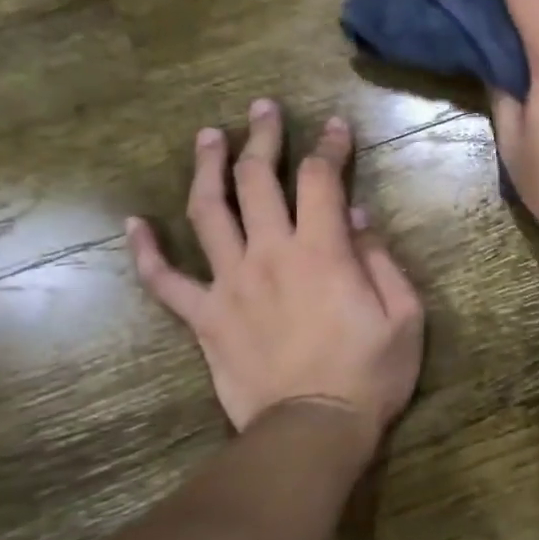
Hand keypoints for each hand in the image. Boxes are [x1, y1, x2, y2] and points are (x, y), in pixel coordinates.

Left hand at [127, 100, 424, 453]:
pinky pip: (166, 282)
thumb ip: (382, 261)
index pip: (321, 179)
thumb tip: (358, 218)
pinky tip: (134, 225)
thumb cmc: (370, 375)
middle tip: (264, 109)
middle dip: (263, 137)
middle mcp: (269, 253)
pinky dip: (146, 252)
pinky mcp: (205, 318)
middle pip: (258, 179)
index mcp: (322, 251)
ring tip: (208, 137)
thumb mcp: (404, 317)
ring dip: (207, 168)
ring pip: (208, 212)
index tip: (335, 126)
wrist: (313, 430)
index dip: (330, 146)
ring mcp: (230, 283)